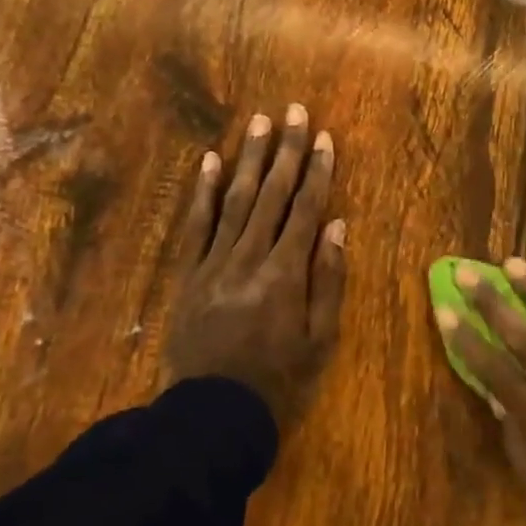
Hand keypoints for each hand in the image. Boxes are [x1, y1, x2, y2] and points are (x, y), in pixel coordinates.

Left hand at [164, 105, 345, 430]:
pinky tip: (211, 160)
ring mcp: (214, 263)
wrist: (212, 414)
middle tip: (295, 111)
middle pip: (272, 195)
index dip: (317, 172)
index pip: (305, 210)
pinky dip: (204, 191)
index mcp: (285, 274)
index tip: (326, 138)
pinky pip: (196, 225)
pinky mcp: (189, 274)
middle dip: (286, 151)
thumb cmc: (278, 378)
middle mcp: (249, 258)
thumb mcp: (320, 338)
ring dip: (250, 159)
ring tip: (260, 122)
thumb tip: (337, 225)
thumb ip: (329, 279)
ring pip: (235, 200)